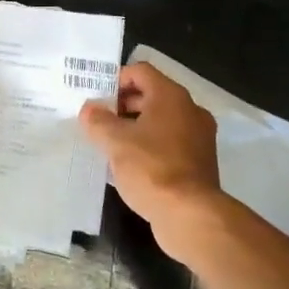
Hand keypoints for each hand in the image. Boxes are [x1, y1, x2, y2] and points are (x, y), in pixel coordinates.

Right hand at [81, 62, 222, 257]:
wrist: (191, 216)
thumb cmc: (151, 168)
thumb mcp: (115, 142)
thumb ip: (98, 121)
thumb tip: (89, 110)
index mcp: (171, 96)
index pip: (141, 71)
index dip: (116, 79)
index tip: (96, 97)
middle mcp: (190, 110)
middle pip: (151, 95)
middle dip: (123, 105)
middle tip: (98, 120)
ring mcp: (198, 138)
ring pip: (161, 121)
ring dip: (135, 127)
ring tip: (109, 143)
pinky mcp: (199, 163)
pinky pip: (170, 143)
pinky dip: (150, 146)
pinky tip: (129, 164)